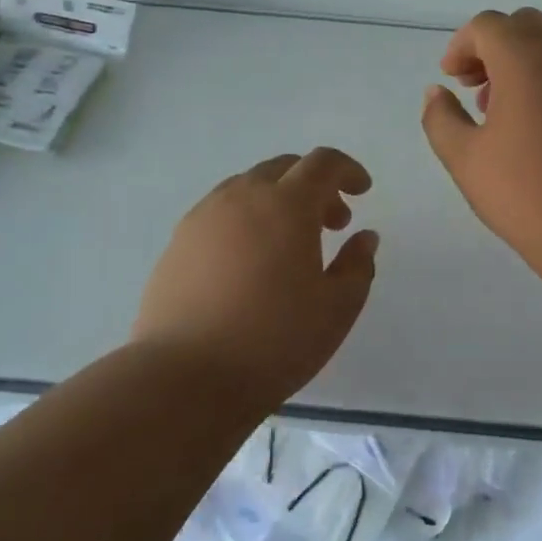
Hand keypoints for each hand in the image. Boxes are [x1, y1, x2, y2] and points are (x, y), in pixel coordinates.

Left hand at [133, 148, 378, 407]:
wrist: (184, 377)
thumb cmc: (273, 341)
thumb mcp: (337, 309)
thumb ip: (358, 266)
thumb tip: (364, 237)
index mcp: (286, 204)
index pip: (323, 163)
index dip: (348, 170)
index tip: (362, 191)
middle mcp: (242, 196)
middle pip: (284, 168)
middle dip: (314, 185)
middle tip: (332, 223)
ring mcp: (203, 216)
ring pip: (249, 187)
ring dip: (278, 200)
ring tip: (289, 244)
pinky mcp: (178, 241)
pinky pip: (221, 211)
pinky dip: (246, 219)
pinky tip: (250, 261)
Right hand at [421, 8, 541, 260]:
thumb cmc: (525, 192)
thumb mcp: (464, 158)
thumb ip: (441, 117)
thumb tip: (436, 92)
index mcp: (524, 59)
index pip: (487, 25)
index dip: (461, 46)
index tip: (451, 79)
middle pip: (522, 25)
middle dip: (492, 46)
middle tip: (474, 86)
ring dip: (521, 61)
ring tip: (502, 109)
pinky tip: (536, 124)